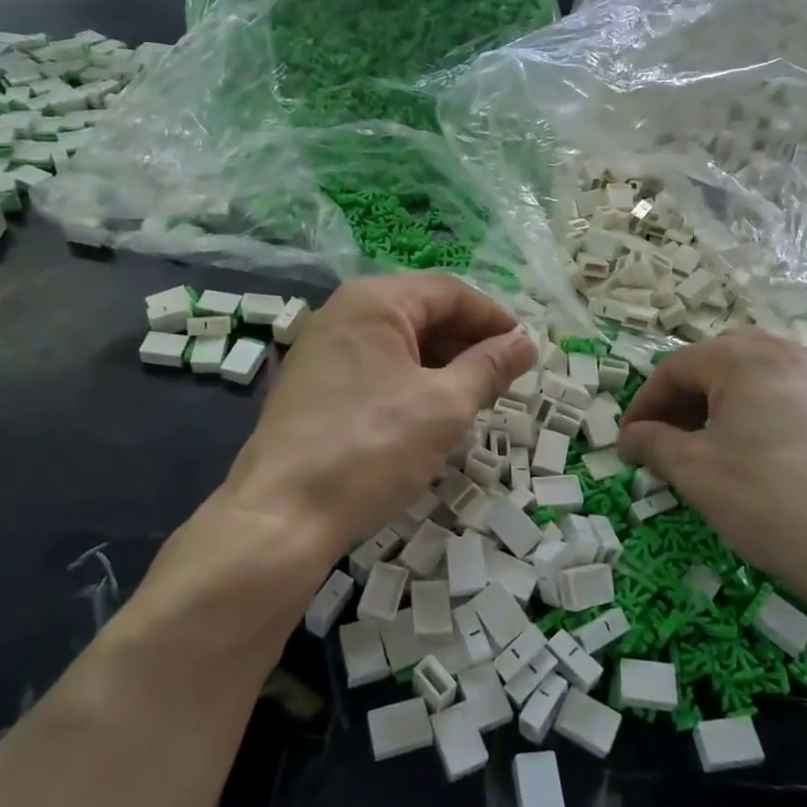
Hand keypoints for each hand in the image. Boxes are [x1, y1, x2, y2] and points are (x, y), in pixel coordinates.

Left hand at [221, 274, 534, 565]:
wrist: (282, 515)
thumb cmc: (372, 449)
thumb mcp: (444, 407)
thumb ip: (489, 368)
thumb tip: (525, 343)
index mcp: (374, 302)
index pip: (449, 291)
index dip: (493, 318)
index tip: (524, 351)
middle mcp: (342, 312)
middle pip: (421, 312)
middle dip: (467, 342)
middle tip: (502, 380)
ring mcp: (320, 349)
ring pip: (397, 342)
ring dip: (440, 364)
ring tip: (471, 401)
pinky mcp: (310, 385)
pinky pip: (373, 367)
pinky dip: (408, 381)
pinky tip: (426, 416)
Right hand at [617, 330, 806, 614]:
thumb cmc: (772, 499)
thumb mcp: (696, 472)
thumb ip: (655, 444)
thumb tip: (631, 436)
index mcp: (746, 357)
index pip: (676, 367)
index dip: (645, 403)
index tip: (629, 440)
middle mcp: (793, 355)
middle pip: (721, 365)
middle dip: (686, 400)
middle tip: (668, 441)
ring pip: (763, 384)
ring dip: (727, 410)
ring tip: (714, 453)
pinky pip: (799, 405)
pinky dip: (768, 423)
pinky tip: (769, 465)